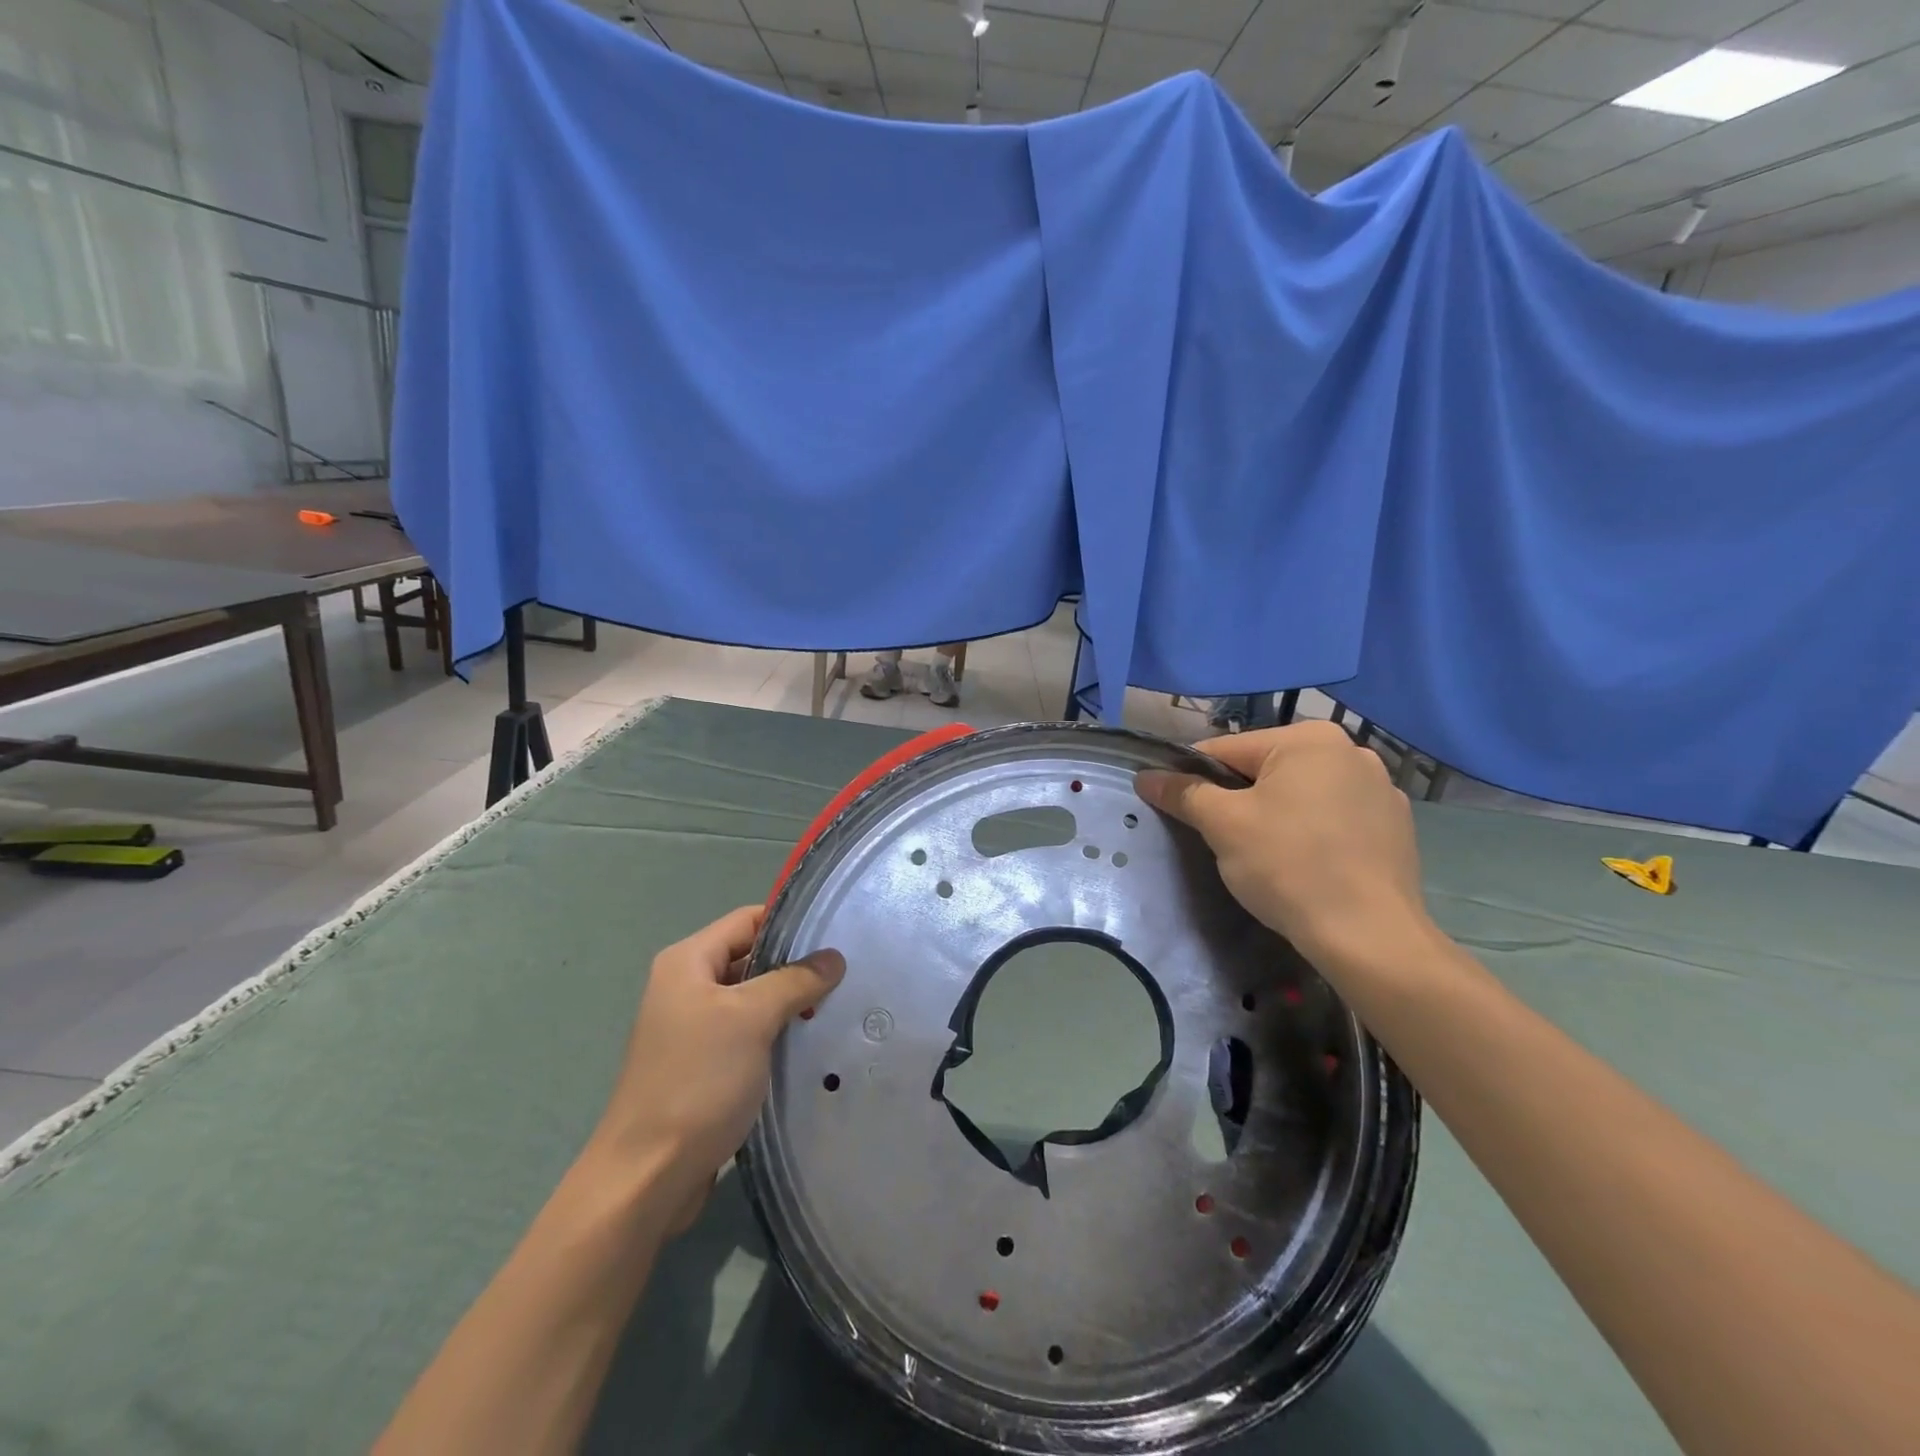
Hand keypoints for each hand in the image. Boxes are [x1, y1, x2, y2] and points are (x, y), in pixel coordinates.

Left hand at [590, 906, 844, 1228]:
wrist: (647, 1177)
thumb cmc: (697, 1081)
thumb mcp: (752, 1018)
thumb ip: (795, 980)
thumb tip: (833, 958)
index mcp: (687, 962)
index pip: (748, 920)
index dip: (790, 924)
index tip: (836, 937)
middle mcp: (686, 987)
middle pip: (751, 958)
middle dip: (796, 967)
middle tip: (845, 976)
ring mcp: (693, 1029)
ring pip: (753, 1000)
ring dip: (790, 1005)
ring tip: (837, 1009)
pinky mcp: (703, 1066)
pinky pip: (748, 1035)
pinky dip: (776, 1036)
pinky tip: (811, 1046)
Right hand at [1137, 721, 1434, 976]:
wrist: (1368, 937)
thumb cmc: (1289, 866)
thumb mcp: (1223, 825)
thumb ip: (1183, 793)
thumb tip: (1146, 776)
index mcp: (1309, 739)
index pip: (1227, 750)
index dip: (1194, 779)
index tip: (1181, 811)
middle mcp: (1351, 751)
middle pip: (1267, 770)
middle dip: (1240, 800)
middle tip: (1224, 841)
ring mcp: (1381, 789)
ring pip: (1302, 795)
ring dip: (1277, 815)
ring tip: (1266, 858)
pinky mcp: (1396, 827)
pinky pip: (1335, 819)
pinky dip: (1313, 833)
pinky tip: (1307, 866)